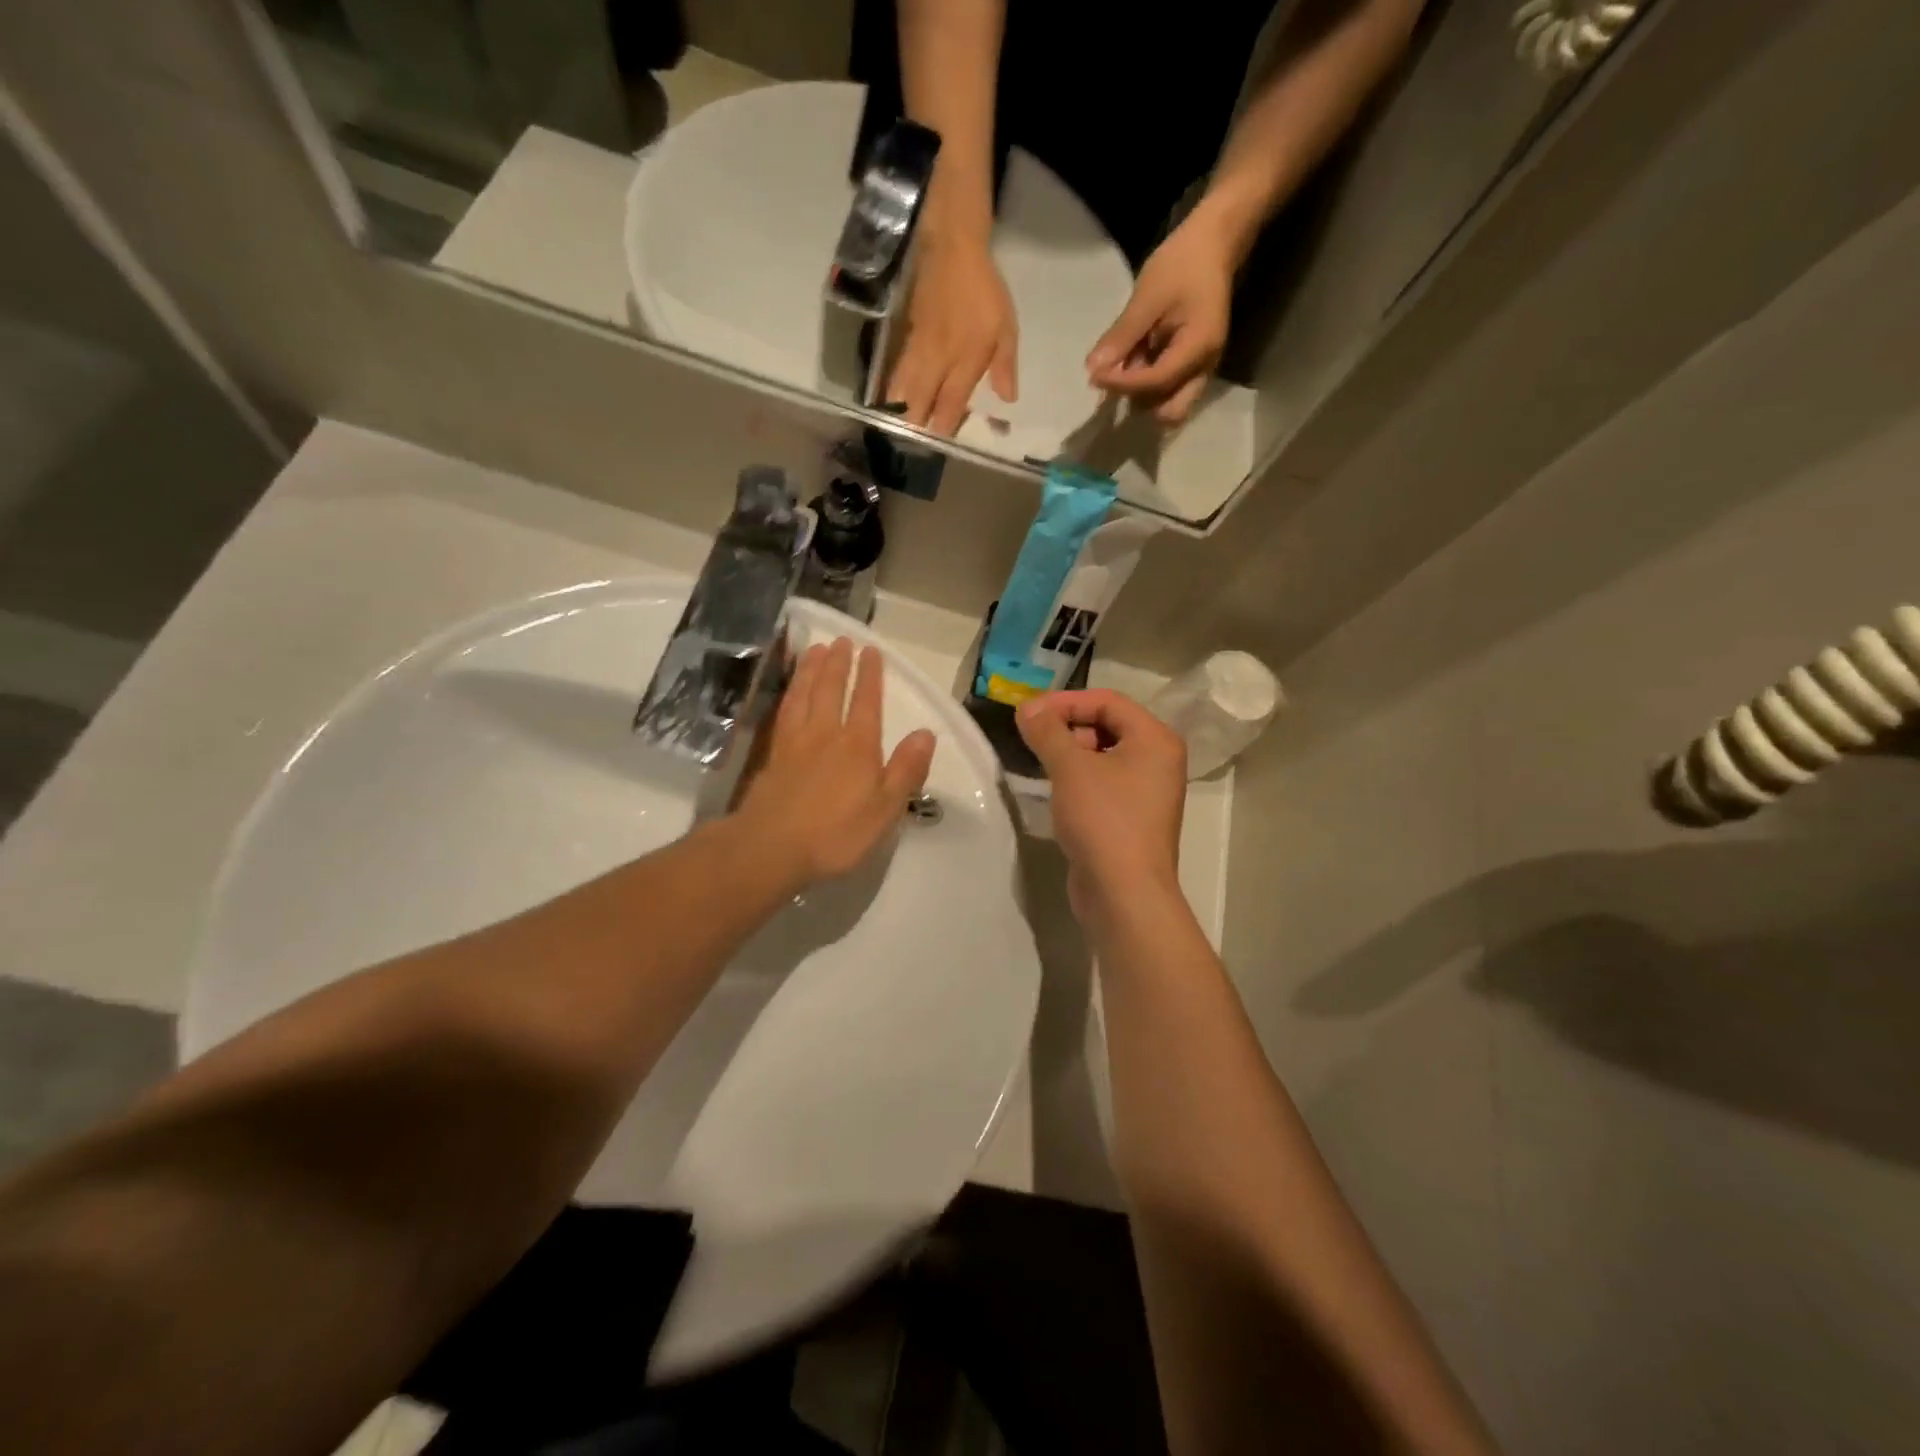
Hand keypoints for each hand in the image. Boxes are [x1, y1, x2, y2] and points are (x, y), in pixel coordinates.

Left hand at [734, 639, 936, 891]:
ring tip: (816, 650)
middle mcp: (826, 734)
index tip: (871, 651)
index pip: (867, 703)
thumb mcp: (885, 809)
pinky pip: (784, 712)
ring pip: (805, 695)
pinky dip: (789, 693)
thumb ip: (906, 770)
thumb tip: (926, 733)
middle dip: (839, 664)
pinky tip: (790, 690)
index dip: (870, 676)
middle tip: (842, 639)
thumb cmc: (836, 833)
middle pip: (832, 690)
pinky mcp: (772, 755)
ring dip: (811, 670)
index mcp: (858, 746)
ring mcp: (795, 742)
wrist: (771, 847)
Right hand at [884, 235, 1018, 435]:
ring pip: (903, 390)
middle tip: (914, 443)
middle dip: (916, 426)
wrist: (952, 249)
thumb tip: (1007, 399)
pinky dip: (892, 389)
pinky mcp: (906, 338)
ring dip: (899, 413)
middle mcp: (938, 362)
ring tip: (896, 430)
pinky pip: (897, 372)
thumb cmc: (984, 291)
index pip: (950, 405)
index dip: (945, 427)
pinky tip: (889, 400)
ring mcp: (918, 351)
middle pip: (920, 403)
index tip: (941, 442)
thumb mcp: (1006, 328)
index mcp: (964, 362)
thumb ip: (1004, 366)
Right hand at [1015, 690, 1186, 921]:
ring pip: (1103, 756)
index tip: (1029, 713)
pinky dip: (1078, 779)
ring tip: (1039, 762)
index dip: (1066, 702)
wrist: (1124, 893)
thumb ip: (1047, 731)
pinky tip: (1054, 790)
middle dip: (1067, 726)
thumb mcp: (1070, 768)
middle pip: (1108, 725)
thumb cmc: (1103, 820)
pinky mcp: (1132, 818)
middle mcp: (1158, 760)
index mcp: (1155, 739)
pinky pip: (1103, 783)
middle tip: (1032, 737)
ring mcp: (1147, 792)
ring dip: (1070, 753)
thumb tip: (1027, 707)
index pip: (1108, 701)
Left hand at [1086, 214, 1236, 426]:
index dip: (1123, 384)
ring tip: (1122, 363)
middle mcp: (1204, 368)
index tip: (1094, 377)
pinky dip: (1145, 384)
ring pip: (1167, 404)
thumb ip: (1122, 337)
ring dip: (1140, 393)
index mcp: (1198, 348)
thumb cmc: (1182, 264)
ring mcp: (1199, 370)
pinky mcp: (1190, 366)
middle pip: (1170, 411)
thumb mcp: (1147, 298)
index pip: (1157, 383)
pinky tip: (1130, 361)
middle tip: (1113, 379)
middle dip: (1138, 400)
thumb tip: (1093, 369)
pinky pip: (1167, 389)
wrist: (1213, 245)